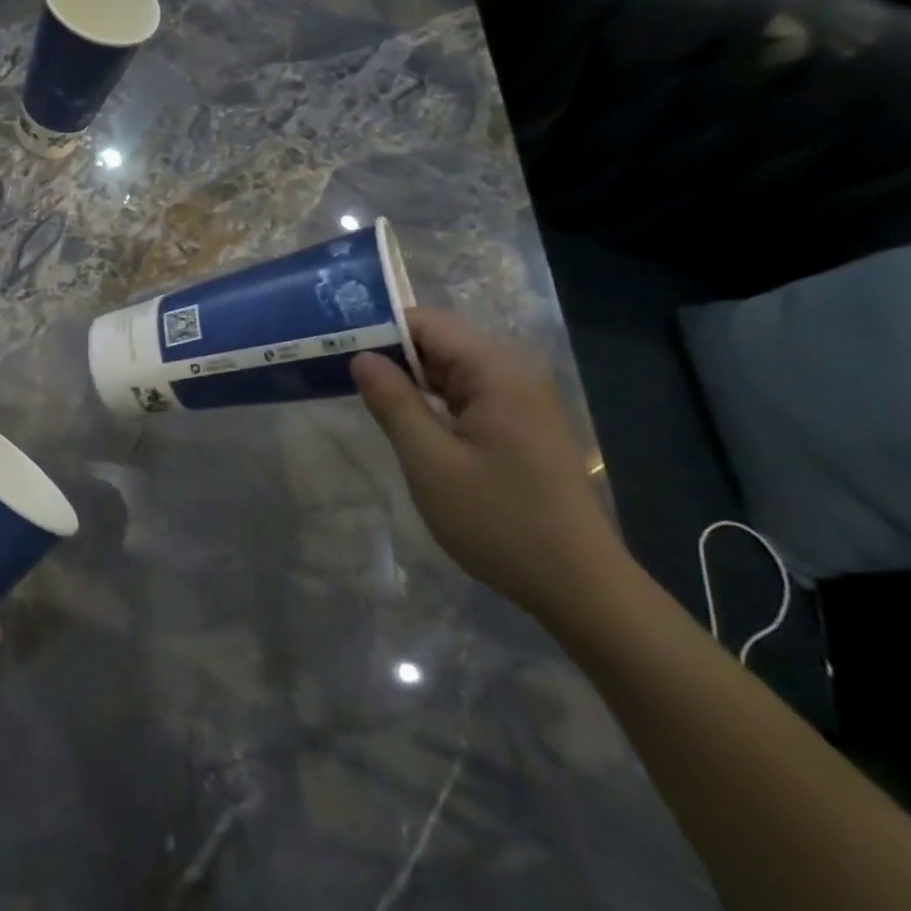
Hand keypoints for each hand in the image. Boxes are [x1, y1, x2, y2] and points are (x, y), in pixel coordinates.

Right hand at [350, 308, 627, 621]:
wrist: (578, 587)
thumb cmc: (501, 522)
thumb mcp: (431, 463)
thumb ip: (393, 403)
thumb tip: (361, 356)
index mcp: (497, 371)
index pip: (425, 324)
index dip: (376, 329)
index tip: (331, 344)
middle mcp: (513, 372)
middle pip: (437, 341)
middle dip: (387, 352)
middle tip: (333, 368)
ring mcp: (519, 398)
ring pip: (448, 368)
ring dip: (405, 377)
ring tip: (355, 388)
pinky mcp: (518, 423)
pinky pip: (463, 393)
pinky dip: (429, 399)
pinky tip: (400, 416)